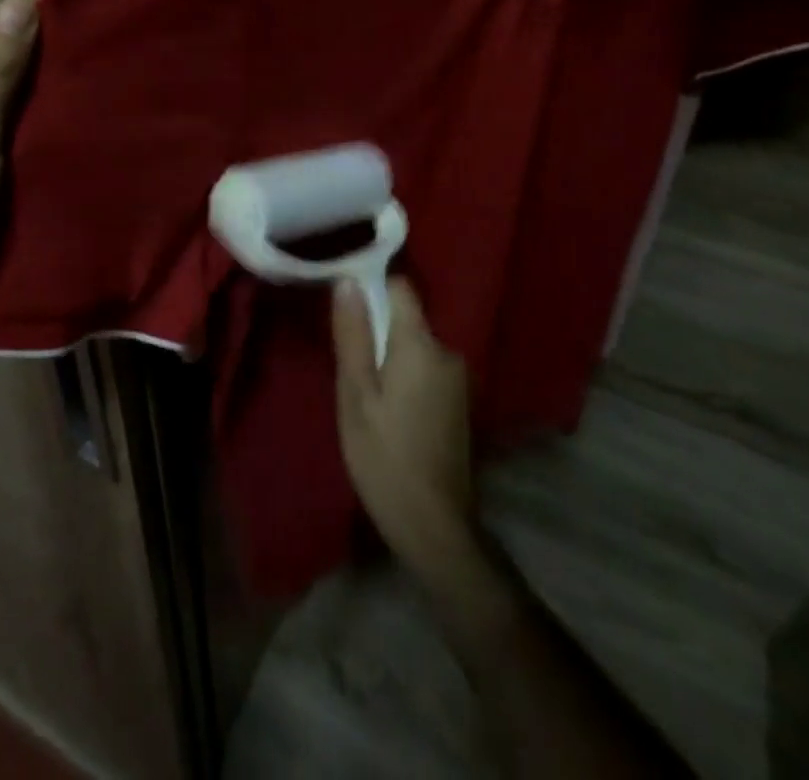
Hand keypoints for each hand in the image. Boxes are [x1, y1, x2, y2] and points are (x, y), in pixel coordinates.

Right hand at [332, 275, 475, 571]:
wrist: (435, 528)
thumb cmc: (384, 457)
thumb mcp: (356, 395)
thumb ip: (353, 335)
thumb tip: (347, 280)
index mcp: (421, 345)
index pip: (400, 287)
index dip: (372, 288)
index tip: (347, 310)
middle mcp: (448, 352)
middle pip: (406, 319)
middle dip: (377, 332)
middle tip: (350, 370)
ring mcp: (459, 379)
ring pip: (415, 347)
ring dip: (391, 359)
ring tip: (367, 396)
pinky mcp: (461, 402)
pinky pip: (426, 370)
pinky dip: (406, 378)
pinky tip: (390, 413)